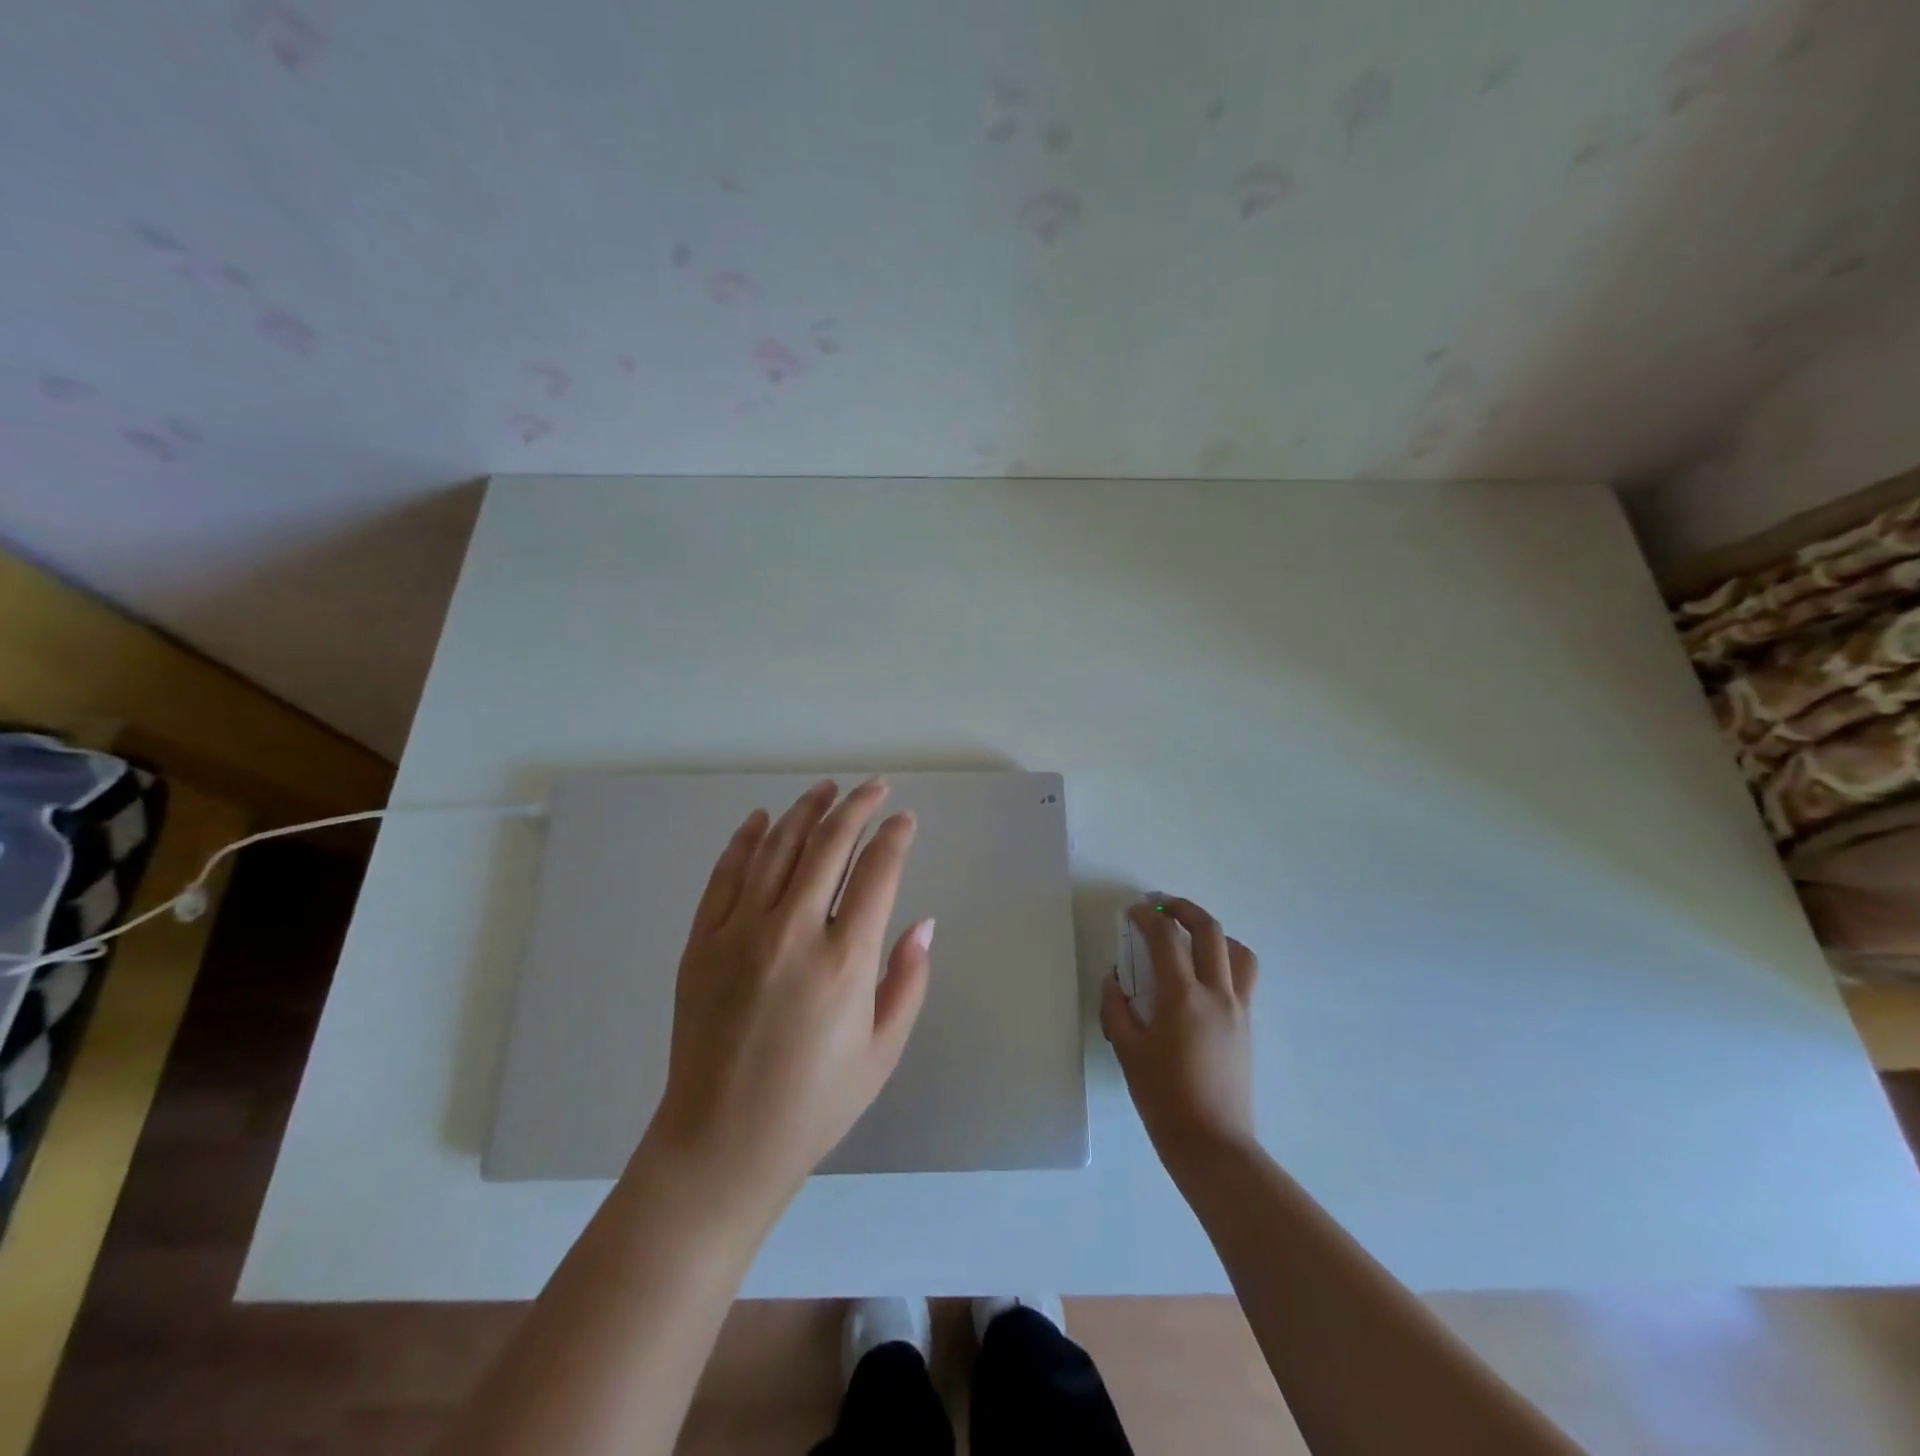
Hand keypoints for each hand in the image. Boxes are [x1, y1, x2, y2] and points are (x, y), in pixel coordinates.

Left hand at [638, 779, 932, 1218]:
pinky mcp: (702, 941)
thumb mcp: (883, 1051)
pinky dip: (744, 840)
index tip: (905, 819)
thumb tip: (924, 922)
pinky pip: (725, 875)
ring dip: (805, 811)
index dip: (895, 836)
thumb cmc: (815, 1103)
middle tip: (873, 787)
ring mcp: (740, 932)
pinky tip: (760, 819)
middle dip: (856, 807)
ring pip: (777, 848)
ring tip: (826, 789)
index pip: (877, 872)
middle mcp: (792, 932)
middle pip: (829, 845)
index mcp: (844, 960)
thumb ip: (908, 980)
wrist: (722, 1143)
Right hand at [1101, 898, 1258, 1180]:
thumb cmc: (1164, 1099)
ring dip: (1213, 933)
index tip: (1132, 912)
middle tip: (1161, 906)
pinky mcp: (1247, 1025)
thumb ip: (1117, 1008)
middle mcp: (1217, 994)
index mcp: (1183, 998)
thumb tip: (1115, 980)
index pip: (1166, 939)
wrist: (1213, 1145)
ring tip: (1190, 937)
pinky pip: (1244, 977)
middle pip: (1210, 931)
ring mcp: (1238, 1009)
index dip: (1147, 918)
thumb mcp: (1127, 1051)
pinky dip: (1226, 960)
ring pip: (1238, 951)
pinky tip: (1203, 975)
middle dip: (1184, 909)